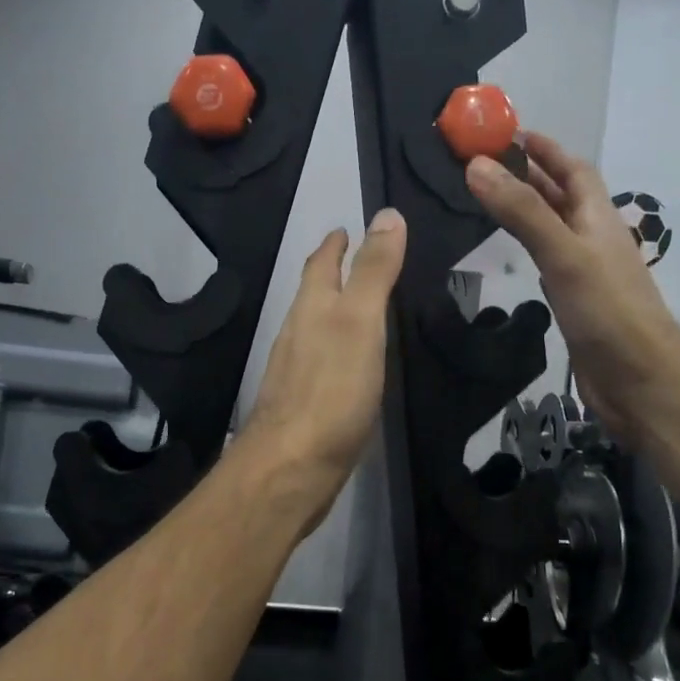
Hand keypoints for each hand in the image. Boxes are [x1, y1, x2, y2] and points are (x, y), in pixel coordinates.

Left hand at [240, 208, 407, 526]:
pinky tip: (351, 363)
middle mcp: (297, 334)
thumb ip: (374, 272)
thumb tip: (387, 214)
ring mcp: (297, 372)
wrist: (293, 467)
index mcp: (311, 309)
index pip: (321, 264)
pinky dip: (337, 349)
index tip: (346, 228)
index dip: (335, 243)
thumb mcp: (360, 322)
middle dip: (332, 273)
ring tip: (360, 306)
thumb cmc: (331, 390)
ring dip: (333, 311)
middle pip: (313, 294)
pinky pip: (322, 364)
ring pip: (315, 329)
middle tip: (356, 259)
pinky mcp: (304, 406)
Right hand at [465, 133, 679, 446]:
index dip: (545, 149)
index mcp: (597, 218)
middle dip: (530, 176)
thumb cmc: (606, 309)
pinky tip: (517, 256)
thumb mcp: (562, 252)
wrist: (639, 378)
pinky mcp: (577, 304)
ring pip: (556, 230)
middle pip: (563, 197)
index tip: (509, 133)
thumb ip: (522, 211)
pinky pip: (551, 264)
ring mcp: (587, 274)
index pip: (573, 170)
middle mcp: (594, 239)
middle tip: (486, 164)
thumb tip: (476, 165)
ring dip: (530, 211)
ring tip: (493, 201)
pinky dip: (531, 249)